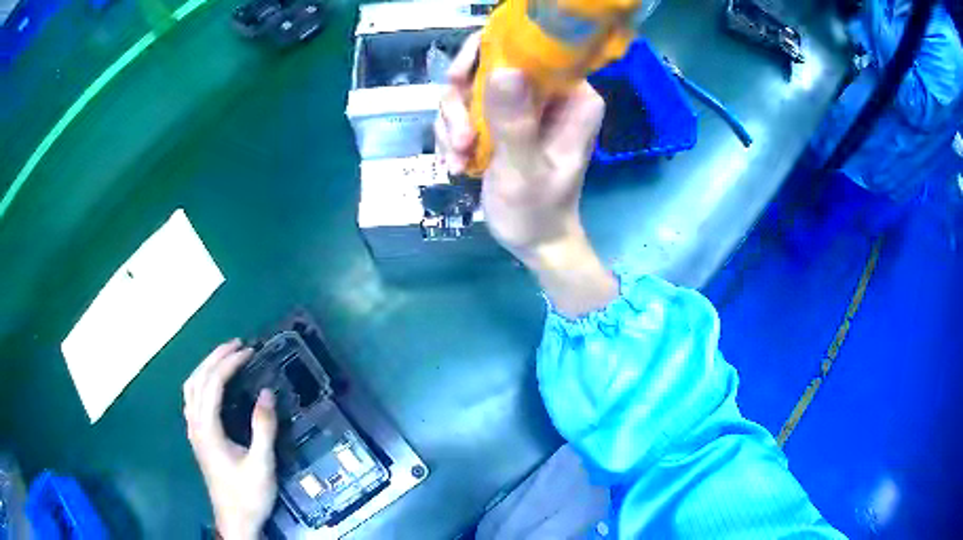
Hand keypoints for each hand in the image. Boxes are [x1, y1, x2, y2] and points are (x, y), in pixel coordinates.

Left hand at [184, 340, 277, 539]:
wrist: (235, 520)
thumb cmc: (248, 494)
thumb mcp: (262, 464)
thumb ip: (263, 428)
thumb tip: (267, 393)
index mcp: (207, 429)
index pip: (213, 384)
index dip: (230, 364)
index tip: (249, 351)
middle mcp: (195, 424)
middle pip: (198, 379)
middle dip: (216, 357)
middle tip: (238, 345)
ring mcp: (193, 430)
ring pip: (191, 387)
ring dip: (206, 367)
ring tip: (225, 357)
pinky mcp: (197, 437)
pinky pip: (192, 399)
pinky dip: (201, 382)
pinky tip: (212, 385)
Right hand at [436, 34, 617, 317]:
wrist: (533, 240)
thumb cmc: (537, 212)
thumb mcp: (524, 170)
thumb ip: (515, 122)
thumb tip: (504, 69)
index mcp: (572, 96)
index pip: (529, 49)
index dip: (487, 55)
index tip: (459, 82)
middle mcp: (548, 92)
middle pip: (489, 63)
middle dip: (462, 101)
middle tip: (460, 138)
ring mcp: (522, 104)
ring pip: (468, 87)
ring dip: (453, 123)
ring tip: (458, 158)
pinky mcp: (501, 118)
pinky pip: (462, 108)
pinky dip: (452, 134)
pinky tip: (456, 162)